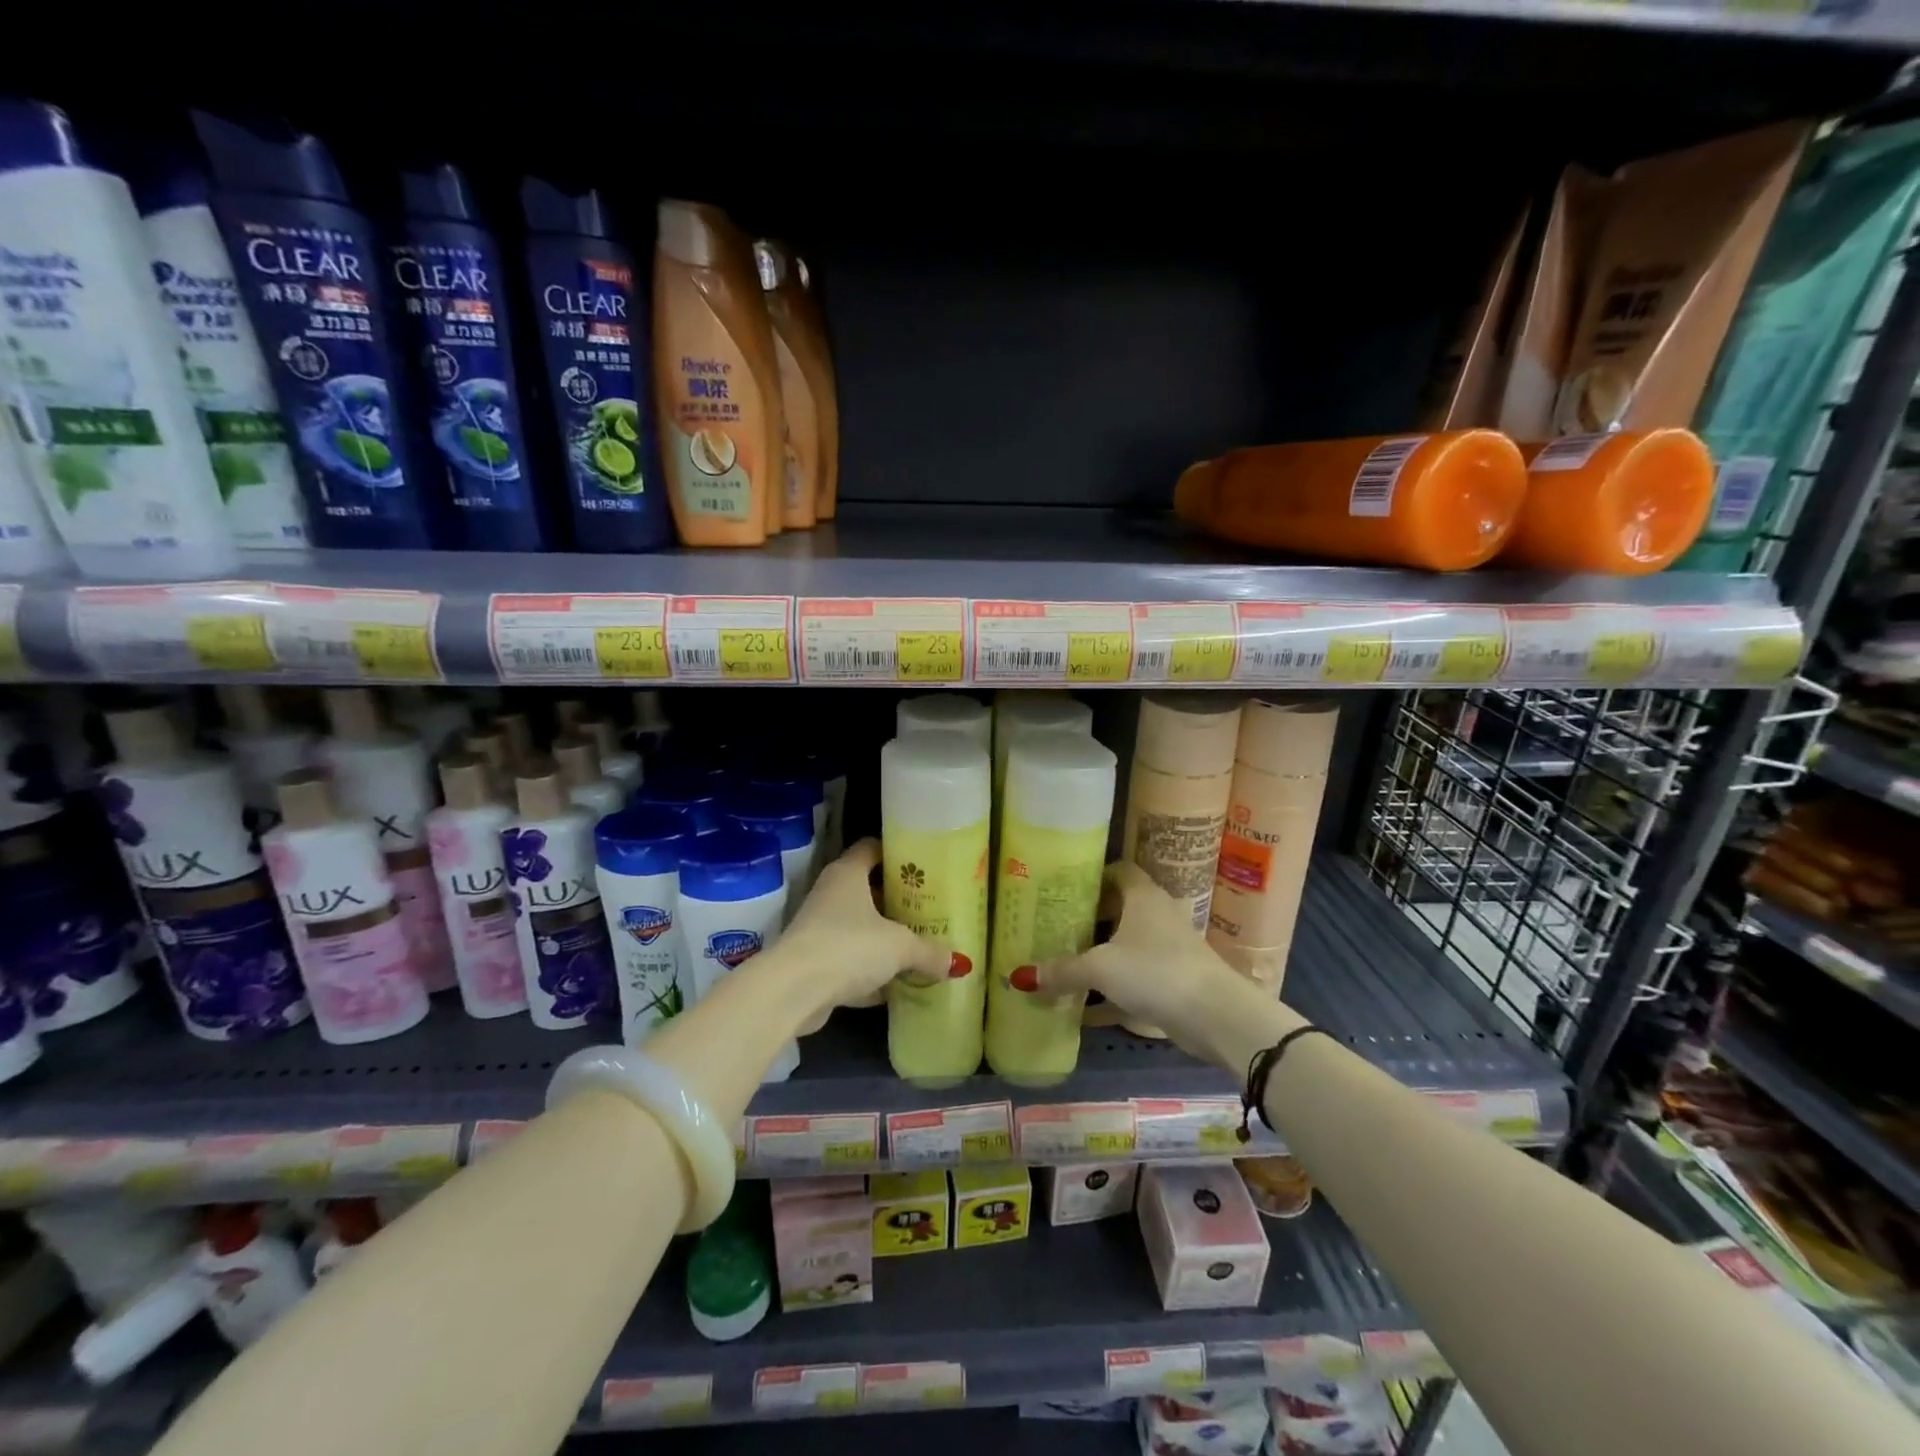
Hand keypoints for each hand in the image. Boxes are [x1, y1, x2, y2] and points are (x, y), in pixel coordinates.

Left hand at [781, 838, 963, 1024]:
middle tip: (930, 908)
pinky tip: (896, 986)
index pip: (872, 848)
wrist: (793, 991)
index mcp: (848, 874)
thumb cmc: (849, 947)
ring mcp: (820, 928)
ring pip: (860, 927)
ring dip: (884, 938)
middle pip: (868, 889)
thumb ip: (929, 951)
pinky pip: (851, 960)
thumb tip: (959, 963)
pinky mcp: (815, 962)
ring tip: (920, 945)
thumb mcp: (900, 946)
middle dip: (897, 900)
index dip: (897, 853)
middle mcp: (831, 894)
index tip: (924, 865)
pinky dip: (871, 972)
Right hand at [1015, 862, 1303, 1069]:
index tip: (1062, 888)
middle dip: (1089, 918)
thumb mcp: (1100, 968)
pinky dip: (1112, 988)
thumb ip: (1062, 970)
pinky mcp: (1173, 979)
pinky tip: (1085, 1009)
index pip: (1117, 870)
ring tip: (1064, 962)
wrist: (1216, 1015)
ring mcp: (1168, 948)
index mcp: (1142, 896)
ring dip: (1100, 954)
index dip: (1091, 876)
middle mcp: (1157, 914)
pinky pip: (1135, 976)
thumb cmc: (1155, 971)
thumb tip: (1020, 976)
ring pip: (1127, 943)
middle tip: (1055, 927)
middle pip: (1119, 907)